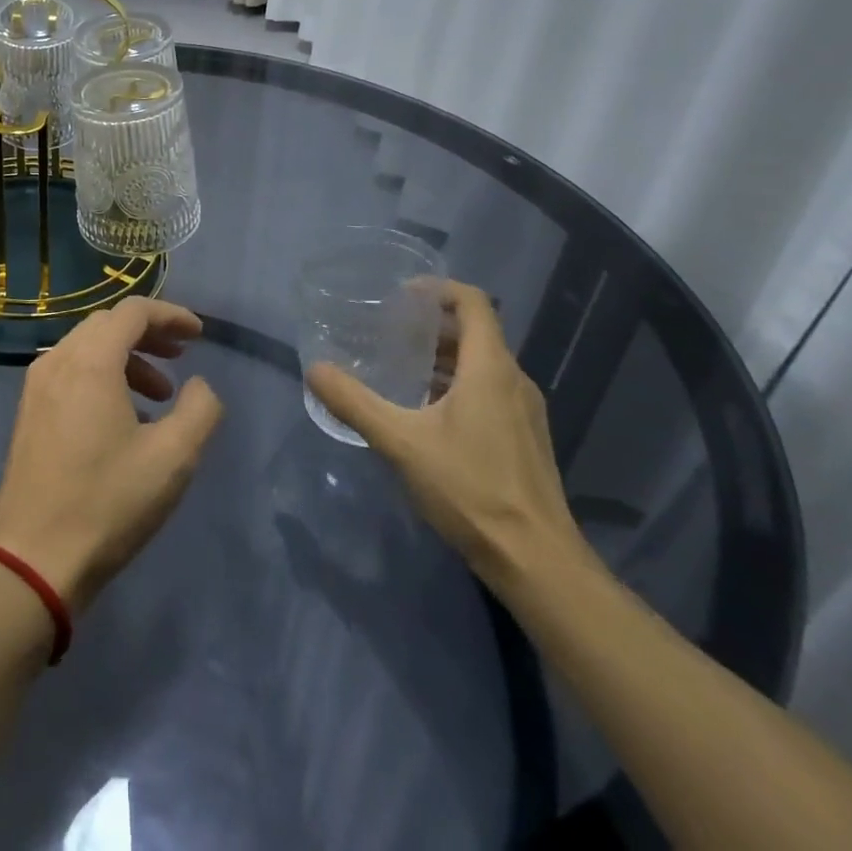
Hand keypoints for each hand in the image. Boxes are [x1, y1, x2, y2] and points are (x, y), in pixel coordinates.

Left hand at [0, 297, 222, 613]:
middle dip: (149, 334)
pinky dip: (102, 376)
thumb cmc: (107, 502)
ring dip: (127, 358)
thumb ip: (200, 410)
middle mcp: (58, 361)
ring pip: (87, 348)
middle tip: (181, 357)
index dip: (171, 315)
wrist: (33, 559)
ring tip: (160, 395)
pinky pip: (70, 372)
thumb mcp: (172, 458)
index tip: (199, 335)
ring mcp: (37, 386)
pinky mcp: (29, 412)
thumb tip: (199, 386)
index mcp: (90, 362)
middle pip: (108, 324)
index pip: (133, 312)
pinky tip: (124, 417)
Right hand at [305, 281, 586, 591]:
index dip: (439, 289)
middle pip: (476, 332)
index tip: (402, 294)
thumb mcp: (401, 442)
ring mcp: (526, 412)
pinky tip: (428, 414)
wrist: (537, 562)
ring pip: (483, 365)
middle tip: (390, 330)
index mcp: (491, 368)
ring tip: (402, 368)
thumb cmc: (470, 490)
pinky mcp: (526, 439)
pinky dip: (459, 385)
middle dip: (433, 324)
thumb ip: (355, 403)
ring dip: (445, 357)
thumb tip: (314, 370)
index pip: (474, 303)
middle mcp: (515, 381)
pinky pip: (491, 392)